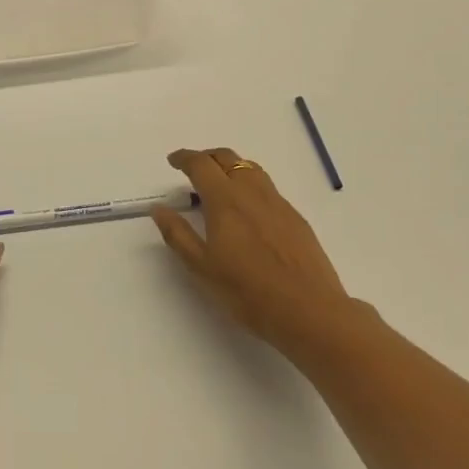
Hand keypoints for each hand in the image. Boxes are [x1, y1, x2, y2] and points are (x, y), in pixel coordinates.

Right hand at [151, 147, 362, 362]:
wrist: (309, 311)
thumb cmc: (248, 292)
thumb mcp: (202, 267)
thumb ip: (178, 234)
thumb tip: (159, 208)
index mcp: (225, 200)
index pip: (201, 165)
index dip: (184, 158)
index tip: (173, 160)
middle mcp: (252, 192)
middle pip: (227, 158)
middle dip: (207, 157)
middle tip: (193, 168)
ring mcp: (278, 203)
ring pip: (251, 169)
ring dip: (230, 167)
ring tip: (219, 184)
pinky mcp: (295, 217)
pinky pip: (267, 187)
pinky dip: (250, 184)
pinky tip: (248, 209)